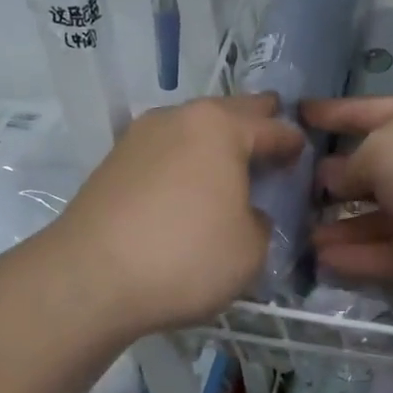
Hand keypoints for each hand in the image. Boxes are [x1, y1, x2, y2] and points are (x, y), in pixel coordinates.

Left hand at [52, 95, 303, 335]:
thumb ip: (259, 222)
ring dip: (214, 143)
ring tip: (230, 164)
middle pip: (228, 113)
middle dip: (254, 123)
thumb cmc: (186, 256)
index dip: (292, 143)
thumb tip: (243, 213)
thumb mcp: (251, 249)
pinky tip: (189, 185)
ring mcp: (139, 138)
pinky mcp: (112, 164)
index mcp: (220, 127)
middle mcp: (178, 119)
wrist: (89, 279)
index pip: (272, 128)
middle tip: (272, 134)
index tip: (304, 154)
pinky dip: (184, 162)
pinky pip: (164, 152)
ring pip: (191, 129)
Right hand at [301, 95, 392, 307]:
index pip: (371, 112)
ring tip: (300, 233)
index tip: (300, 113)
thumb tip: (333, 179)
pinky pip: (386, 255)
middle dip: (334, 178)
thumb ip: (351, 165)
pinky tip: (320, 260)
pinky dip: (356, 258)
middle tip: (291, 187)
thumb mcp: (381, 147)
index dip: (336, 112)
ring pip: (377, 220)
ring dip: (340, 227)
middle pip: (374, 171)